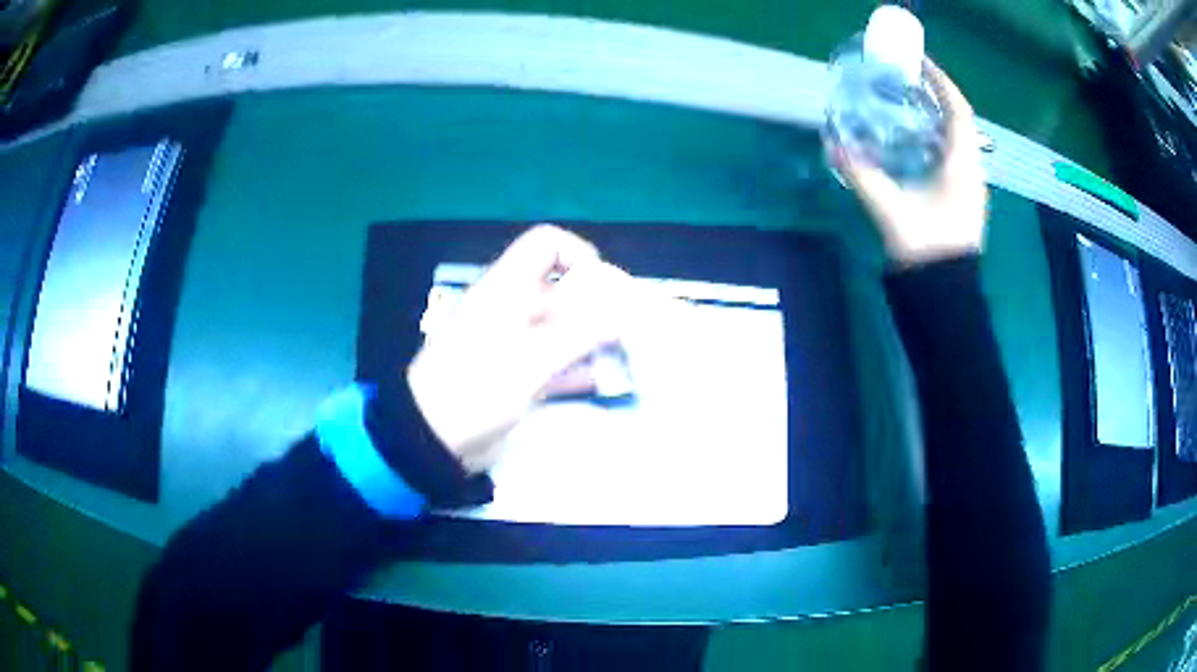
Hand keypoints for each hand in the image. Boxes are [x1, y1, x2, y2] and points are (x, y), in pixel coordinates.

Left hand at [407, 225, 637, 472]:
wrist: (431, 438)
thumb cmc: (476, 388)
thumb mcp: (531, 359)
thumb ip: (581, 333)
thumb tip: (624, 310)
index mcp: (506, 288)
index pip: (545, 244)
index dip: (578, 255)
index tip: (602, 289)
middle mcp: (511, 307)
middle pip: (561, 288)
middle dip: (596, 304)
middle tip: (626, 330)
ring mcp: (513, 342)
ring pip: (562, 327)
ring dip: (591, 338)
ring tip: (623, 356)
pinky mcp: (516, 374)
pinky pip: (554, 361)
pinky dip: (577, 367)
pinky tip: (602, 382)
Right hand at [833, 62, 989, 267]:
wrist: (946, 297)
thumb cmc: (928, 249)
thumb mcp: (892, 209)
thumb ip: (863, 175)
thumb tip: (832, 145)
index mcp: (962, 166)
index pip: (959, 111)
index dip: (942, 83)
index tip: (920, 63)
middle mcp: (972, 171)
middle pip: (960, 122)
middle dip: (937, 97)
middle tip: (908, 83)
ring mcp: (970, 187)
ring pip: (958, 141)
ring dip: (937, 119)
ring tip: (909, 106)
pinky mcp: (963, 200)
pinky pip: (953, 157)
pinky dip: (937, 141)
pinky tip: (915, 144)